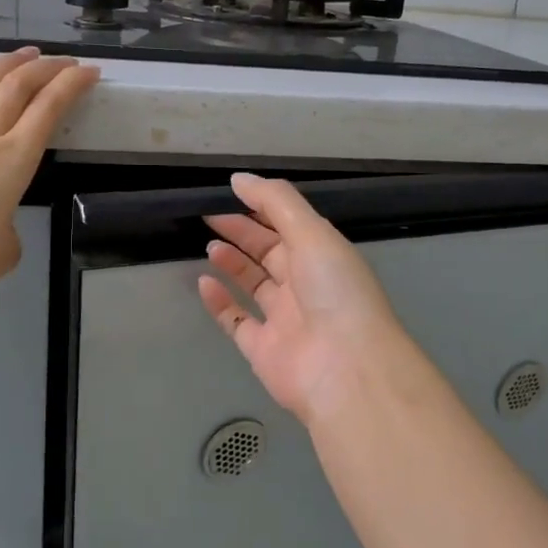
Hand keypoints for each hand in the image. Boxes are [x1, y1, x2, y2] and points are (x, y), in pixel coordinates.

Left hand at [0, 43, 97, 297]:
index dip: (72, 86)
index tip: (89, 72)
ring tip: (26, 52)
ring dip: (6, 63)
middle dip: (47, 69)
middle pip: (18, 89)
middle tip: (65, 61)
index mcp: (13, 162)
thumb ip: (10, 232)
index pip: (49, 111)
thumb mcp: (4, 254)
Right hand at [197, 175, 406, 423]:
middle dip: (242, 232)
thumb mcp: (312, 233)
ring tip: (210, 245)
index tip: (230, 193)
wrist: (344, 368)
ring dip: (232, 263)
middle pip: (269, 252)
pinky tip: (203, 282)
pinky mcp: (263, 349)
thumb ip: (275, 201)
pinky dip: (220, 303)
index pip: (289, 225)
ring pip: (254, 285)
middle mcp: (305, 285)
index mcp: (323, 255)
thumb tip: (239, 179)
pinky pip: (236, 321)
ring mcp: (284, 319)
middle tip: (210, 216)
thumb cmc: (334, 291)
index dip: (262, 207)